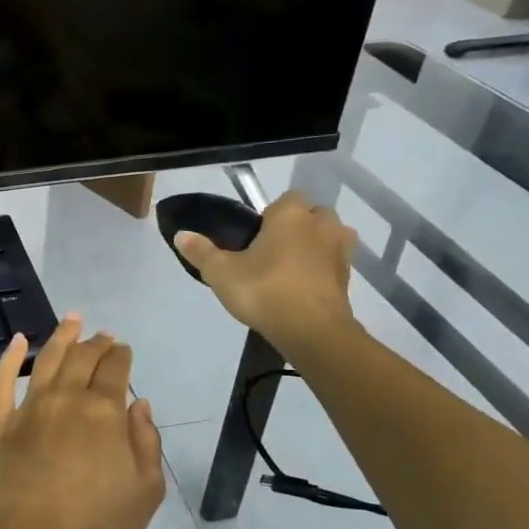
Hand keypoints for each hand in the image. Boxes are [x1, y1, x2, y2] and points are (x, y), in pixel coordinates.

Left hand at [0, 316, 165, 528]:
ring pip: (46, 360)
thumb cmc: (95, 528)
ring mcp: (28, 410)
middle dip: (96, 343)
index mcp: (104, 412)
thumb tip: (140, 406)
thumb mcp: (145, 493)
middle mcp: (66, 400)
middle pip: (83, 359)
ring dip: (61, 337)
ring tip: (72, 319)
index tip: (123, 349)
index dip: (122, 355)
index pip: (115, 370)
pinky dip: (8, 358)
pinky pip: (0, 382)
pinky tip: (17, 342)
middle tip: (102, 335)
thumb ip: (147, 444)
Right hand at [175, 192, 360, 362]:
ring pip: (328, 237)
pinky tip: (302, 288)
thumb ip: (201, 251)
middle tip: (272, 250)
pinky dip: (321, 270)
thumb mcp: (221, 272)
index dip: (271, 214)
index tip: (256, 235)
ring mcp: (340, 250)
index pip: (286, 198)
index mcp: (291, 214)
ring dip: (314, 246)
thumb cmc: (264, 290)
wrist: (311, 330)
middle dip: (297, 226)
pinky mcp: (348, 277)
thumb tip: (181, 235)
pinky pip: (332, 263)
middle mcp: (322, 224)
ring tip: (290, 269)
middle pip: (311, 215)